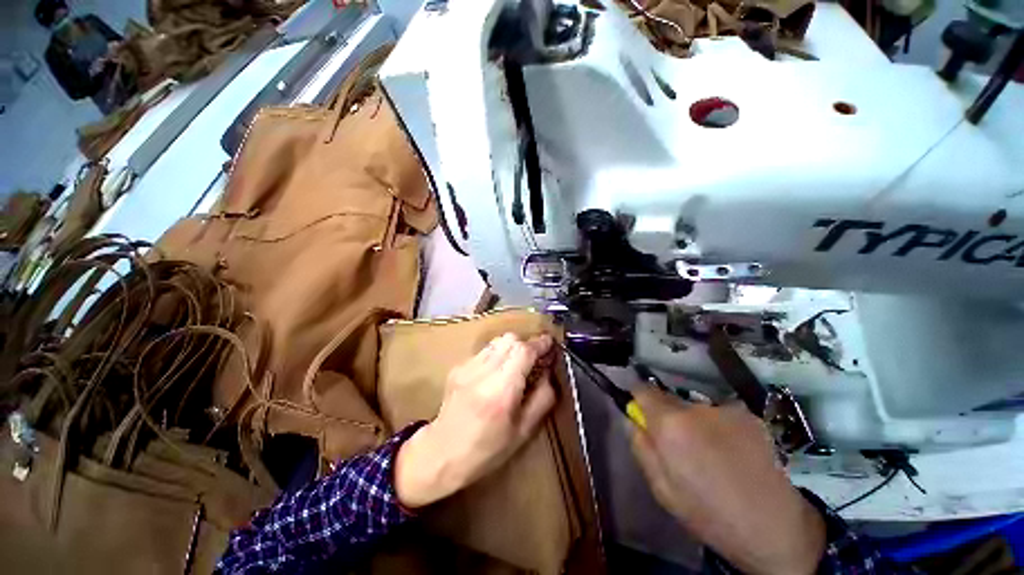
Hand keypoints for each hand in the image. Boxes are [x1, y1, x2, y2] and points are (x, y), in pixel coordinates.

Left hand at [395, 333, 555, 507]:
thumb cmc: (487, 450)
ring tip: (517, 364)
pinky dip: (498, 354)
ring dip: (513, 347)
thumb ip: (543, 398)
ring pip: (497, 341)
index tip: (550, 344)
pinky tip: (497, 372)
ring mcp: (467, 367)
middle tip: (535, 358)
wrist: (441, 454)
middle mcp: (482, 372)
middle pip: (510, 339)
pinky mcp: (458, 366)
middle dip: (527, 344)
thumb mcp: (524, 431)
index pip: (523, 351)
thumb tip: (549, 372)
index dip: (540, 343)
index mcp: (501, 391)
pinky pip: (485, 350)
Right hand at [630, 388, 825, 574]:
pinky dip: (718, 428)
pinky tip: (732, 454)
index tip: (641, 414)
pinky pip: (719, 416)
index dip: (638, 399)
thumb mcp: (661, 488)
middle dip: (666, 416)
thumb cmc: (709, 514)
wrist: (775, 528)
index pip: (642, 390)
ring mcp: (725, 410)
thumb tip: (632, 419)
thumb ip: (640, 446)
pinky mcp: (748, 416)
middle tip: (679, 447)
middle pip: (668, 398)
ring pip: (694, 408)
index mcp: (671, 425)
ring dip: (693, 423)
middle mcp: (696, 408)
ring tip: (710, 455)